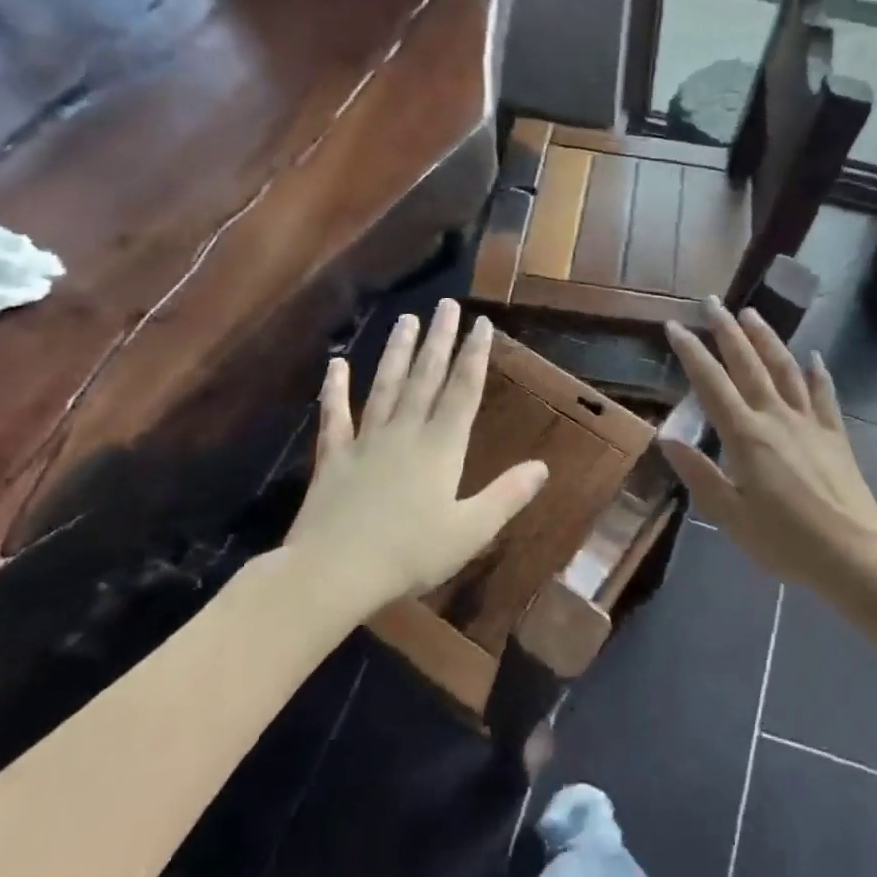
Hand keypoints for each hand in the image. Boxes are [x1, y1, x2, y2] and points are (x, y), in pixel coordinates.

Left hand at [282, 300, 548, 608]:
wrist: (334, 572)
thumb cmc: (410, 554)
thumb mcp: (471, 531)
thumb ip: (507, 495)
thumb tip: (543, 466)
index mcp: (442, 447)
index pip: (463, 390)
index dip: (475, 355)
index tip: (482, 324)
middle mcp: (406, 433)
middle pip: (426, 378)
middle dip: (439, 340)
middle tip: (446, 305)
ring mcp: (366, 441)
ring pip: (385, 386)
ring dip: (397, 352)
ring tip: (405, 319)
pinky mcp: (334, 457)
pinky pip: (335, 416)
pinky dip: (335, 389)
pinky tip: (336, 365)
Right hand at [661, 301, 876, 585]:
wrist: (853, 554)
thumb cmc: (784, 541)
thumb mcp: (730, 516)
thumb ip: (699, 474)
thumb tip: (667, 438)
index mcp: (745, 436)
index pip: (711, 384)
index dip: (691, 352)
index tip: (674, 325)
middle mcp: (776, 417)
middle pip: (748, 364)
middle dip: (727, 331)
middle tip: (711, 302)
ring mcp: (809, 423)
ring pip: (785, 369)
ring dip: (766, 339)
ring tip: (752, 314)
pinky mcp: (834, 435)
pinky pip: (824, 394)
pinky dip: (817, 373)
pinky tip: (814, 357)